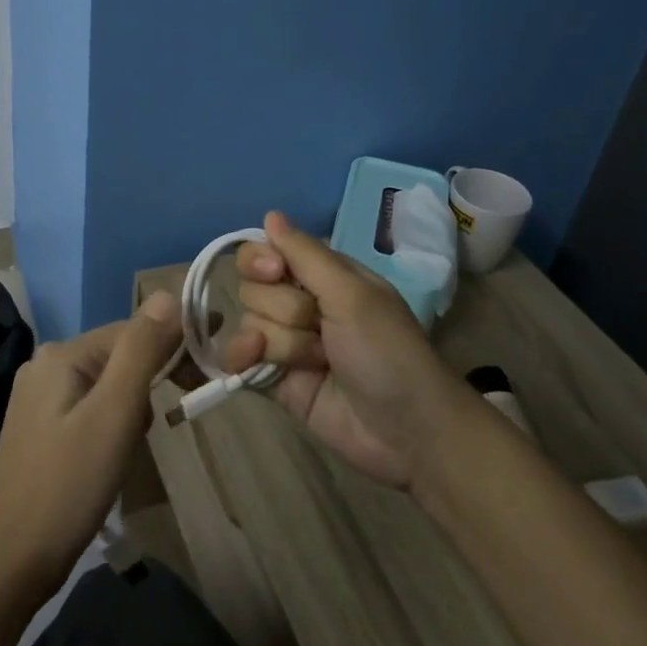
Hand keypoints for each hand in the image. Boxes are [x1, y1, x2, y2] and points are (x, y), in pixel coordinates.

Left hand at [0, 292, 181, 595]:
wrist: (12, 560)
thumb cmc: (69, 483)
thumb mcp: (115, 412)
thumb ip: (142, 350)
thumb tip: (167, 293)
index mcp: (62, 354)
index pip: (133, 330)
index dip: (176, 339)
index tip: (213, 358)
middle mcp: (47, 365)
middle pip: (120, 354)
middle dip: (155, 375)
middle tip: (188, 401)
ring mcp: (40, 397)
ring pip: (109, 382)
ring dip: (136, 403)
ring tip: (142, 441)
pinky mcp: (42, 427)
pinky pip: (93, 406)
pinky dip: (116, 419)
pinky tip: (118, 452)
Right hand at [224, 212, 464, 488]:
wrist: (407, 431)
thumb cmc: (388, 352)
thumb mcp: (353, 295)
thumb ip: (306, 255)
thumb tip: (270, 214)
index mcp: (324, 276)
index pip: (268, 251)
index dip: (262, 260)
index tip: (275, 272)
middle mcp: (301, 303)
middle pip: (254, 287)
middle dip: (283, 309)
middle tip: (319, 327)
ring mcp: (287, 343)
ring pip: (249, 323)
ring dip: (282, 342)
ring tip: (317, 362)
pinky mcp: (275, 379)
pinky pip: (238, 357)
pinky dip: (242, 357)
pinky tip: (255, 362)